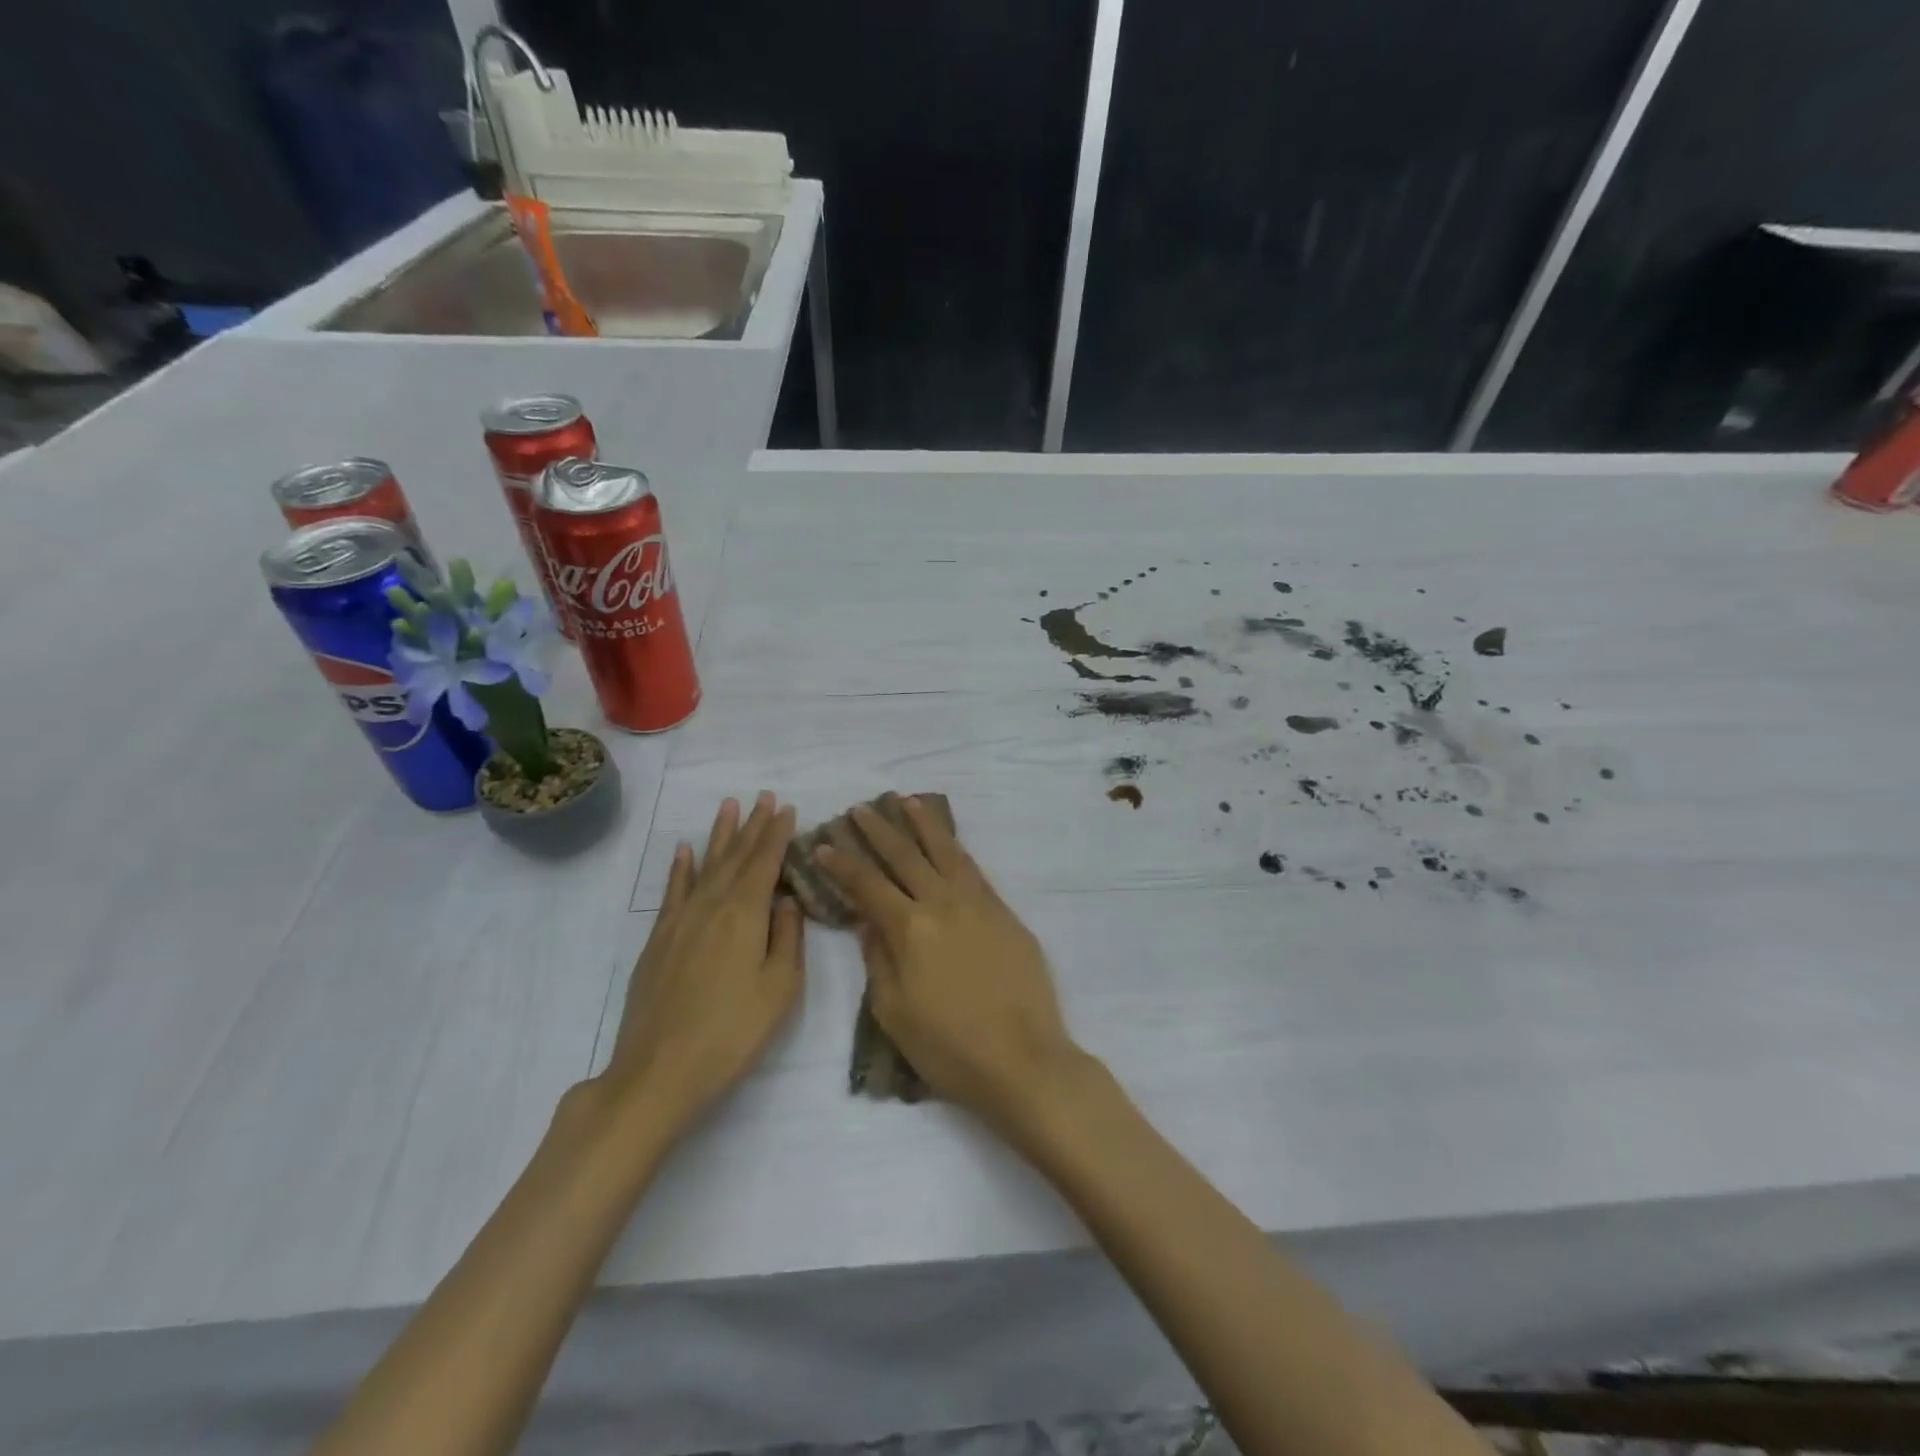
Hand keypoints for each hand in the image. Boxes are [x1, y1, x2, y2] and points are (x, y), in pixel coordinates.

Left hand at [600, 793, 803, 1137]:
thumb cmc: (732, 1032)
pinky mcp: (658, 940)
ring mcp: (680, 921)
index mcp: (745, 914)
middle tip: (763, 796)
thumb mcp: (780, 989)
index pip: (766, 862)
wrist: (659, 1071)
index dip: (777, 834)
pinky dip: (680, 868)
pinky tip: (685, 850)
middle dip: (752, 825)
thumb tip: (786, 900)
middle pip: (735, 857)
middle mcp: (711, 906)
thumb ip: (788, 938)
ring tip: (728, 806)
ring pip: (705, 866)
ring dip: (719, 835)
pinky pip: (672, 891)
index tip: (787, 808)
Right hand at [817, 798, 1081, 1134]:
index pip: (868, 886)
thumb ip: (878, 961)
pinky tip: (948, 840)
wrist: (1023, 1060)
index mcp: (910, 929)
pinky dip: (955, 848)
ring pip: (945, 851)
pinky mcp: (1004, 912)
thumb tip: (869, 923)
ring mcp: (978, 904)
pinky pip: (974, 869)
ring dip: (923, 824)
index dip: (843, 864)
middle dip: (879, 831)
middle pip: (905, 857)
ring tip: (906, 801)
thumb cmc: (949, 1048)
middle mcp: (942, 904)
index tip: (824, 844)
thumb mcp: (894, 1014)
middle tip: (860, 809)